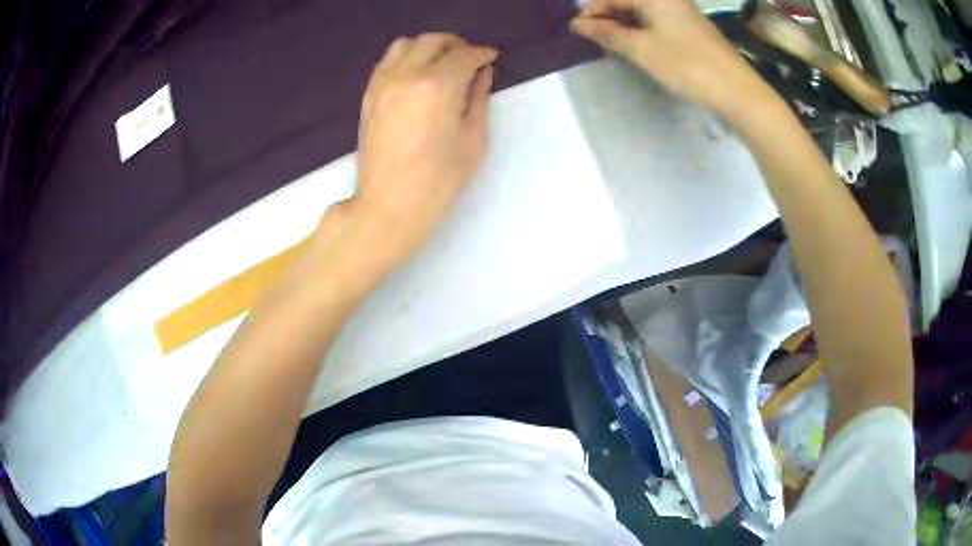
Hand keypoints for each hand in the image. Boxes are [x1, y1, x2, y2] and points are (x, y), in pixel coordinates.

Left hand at [348, 33, 497, 265]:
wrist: (388, 205)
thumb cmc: (438, 181)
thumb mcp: (472, 141)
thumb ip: (478, 99)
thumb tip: (482, 73)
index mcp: (437, 86)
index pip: (464, 55)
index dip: (482, 54)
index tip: (492, 58)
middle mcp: (407, 75)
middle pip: (434, 41)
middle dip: (457, 44)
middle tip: (470, 59)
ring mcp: (383, 83)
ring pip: (406, 44)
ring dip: (428, 46)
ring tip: (441, 63)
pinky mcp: (369, 95)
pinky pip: (387, 61)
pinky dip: (406, 57)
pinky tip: (416, 74)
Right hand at [571, 0, 779, 119]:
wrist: (736, 90)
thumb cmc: (686, 65)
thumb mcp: (641, 49)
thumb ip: (607, 33)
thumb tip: (578, 24)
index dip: (592, 12)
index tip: (576, 31)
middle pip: (627, 1)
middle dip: (608, 18)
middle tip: (594, 40)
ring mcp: (681, 11)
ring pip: (641, 12)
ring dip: (624, 25)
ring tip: (611, 45)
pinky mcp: (690, 26)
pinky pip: (656, 20)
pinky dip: (642, 31)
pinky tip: (635, 45)